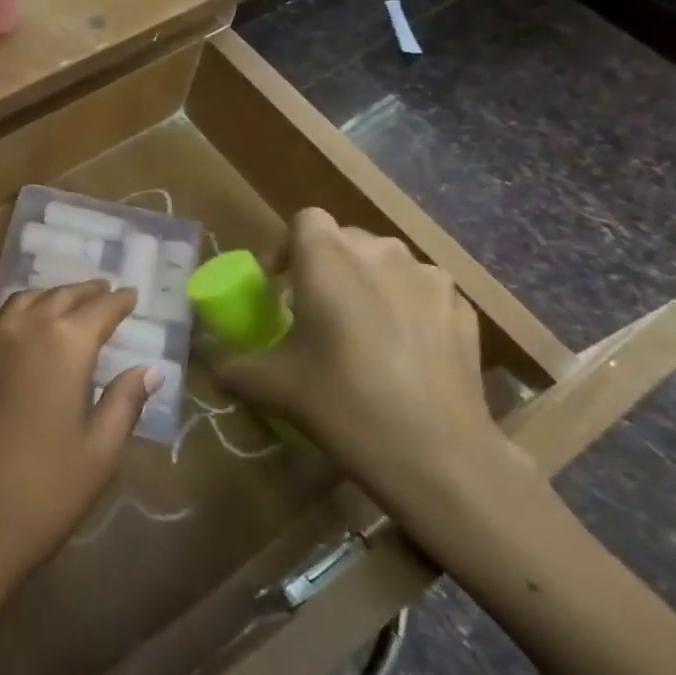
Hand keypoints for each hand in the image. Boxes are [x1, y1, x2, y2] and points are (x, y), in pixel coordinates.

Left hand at [0, 282, 157, 601]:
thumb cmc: (44, 491)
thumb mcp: (100, 451)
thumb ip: (125, 401)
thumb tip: (150, 370)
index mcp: (64, 344)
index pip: (100, 309)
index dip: (119, 301)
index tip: (132, 294)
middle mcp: (22, 328)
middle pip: (59, 296)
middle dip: (85, 292)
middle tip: (103, 292)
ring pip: (22, 302)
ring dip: (49, 297)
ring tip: (66, 304)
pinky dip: (17, 315)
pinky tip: (22, 331)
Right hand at [213, 209, 526, 522]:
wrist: (437, 454)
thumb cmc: (343, 403)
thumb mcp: (272, 386)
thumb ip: (234, 366)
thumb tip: (212, 366)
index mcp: (328, 258)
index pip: (305, 220)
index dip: (288, 247)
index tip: (280, 287)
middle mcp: (380, 253)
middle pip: (346, 240)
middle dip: (327, 267)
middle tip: (317, 311)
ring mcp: (429, 277)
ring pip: (387, 264)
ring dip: (369, 283)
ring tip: (363, 329)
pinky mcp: (462, 308)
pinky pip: (422, 292)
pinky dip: (407, 307)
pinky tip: (405, 352)